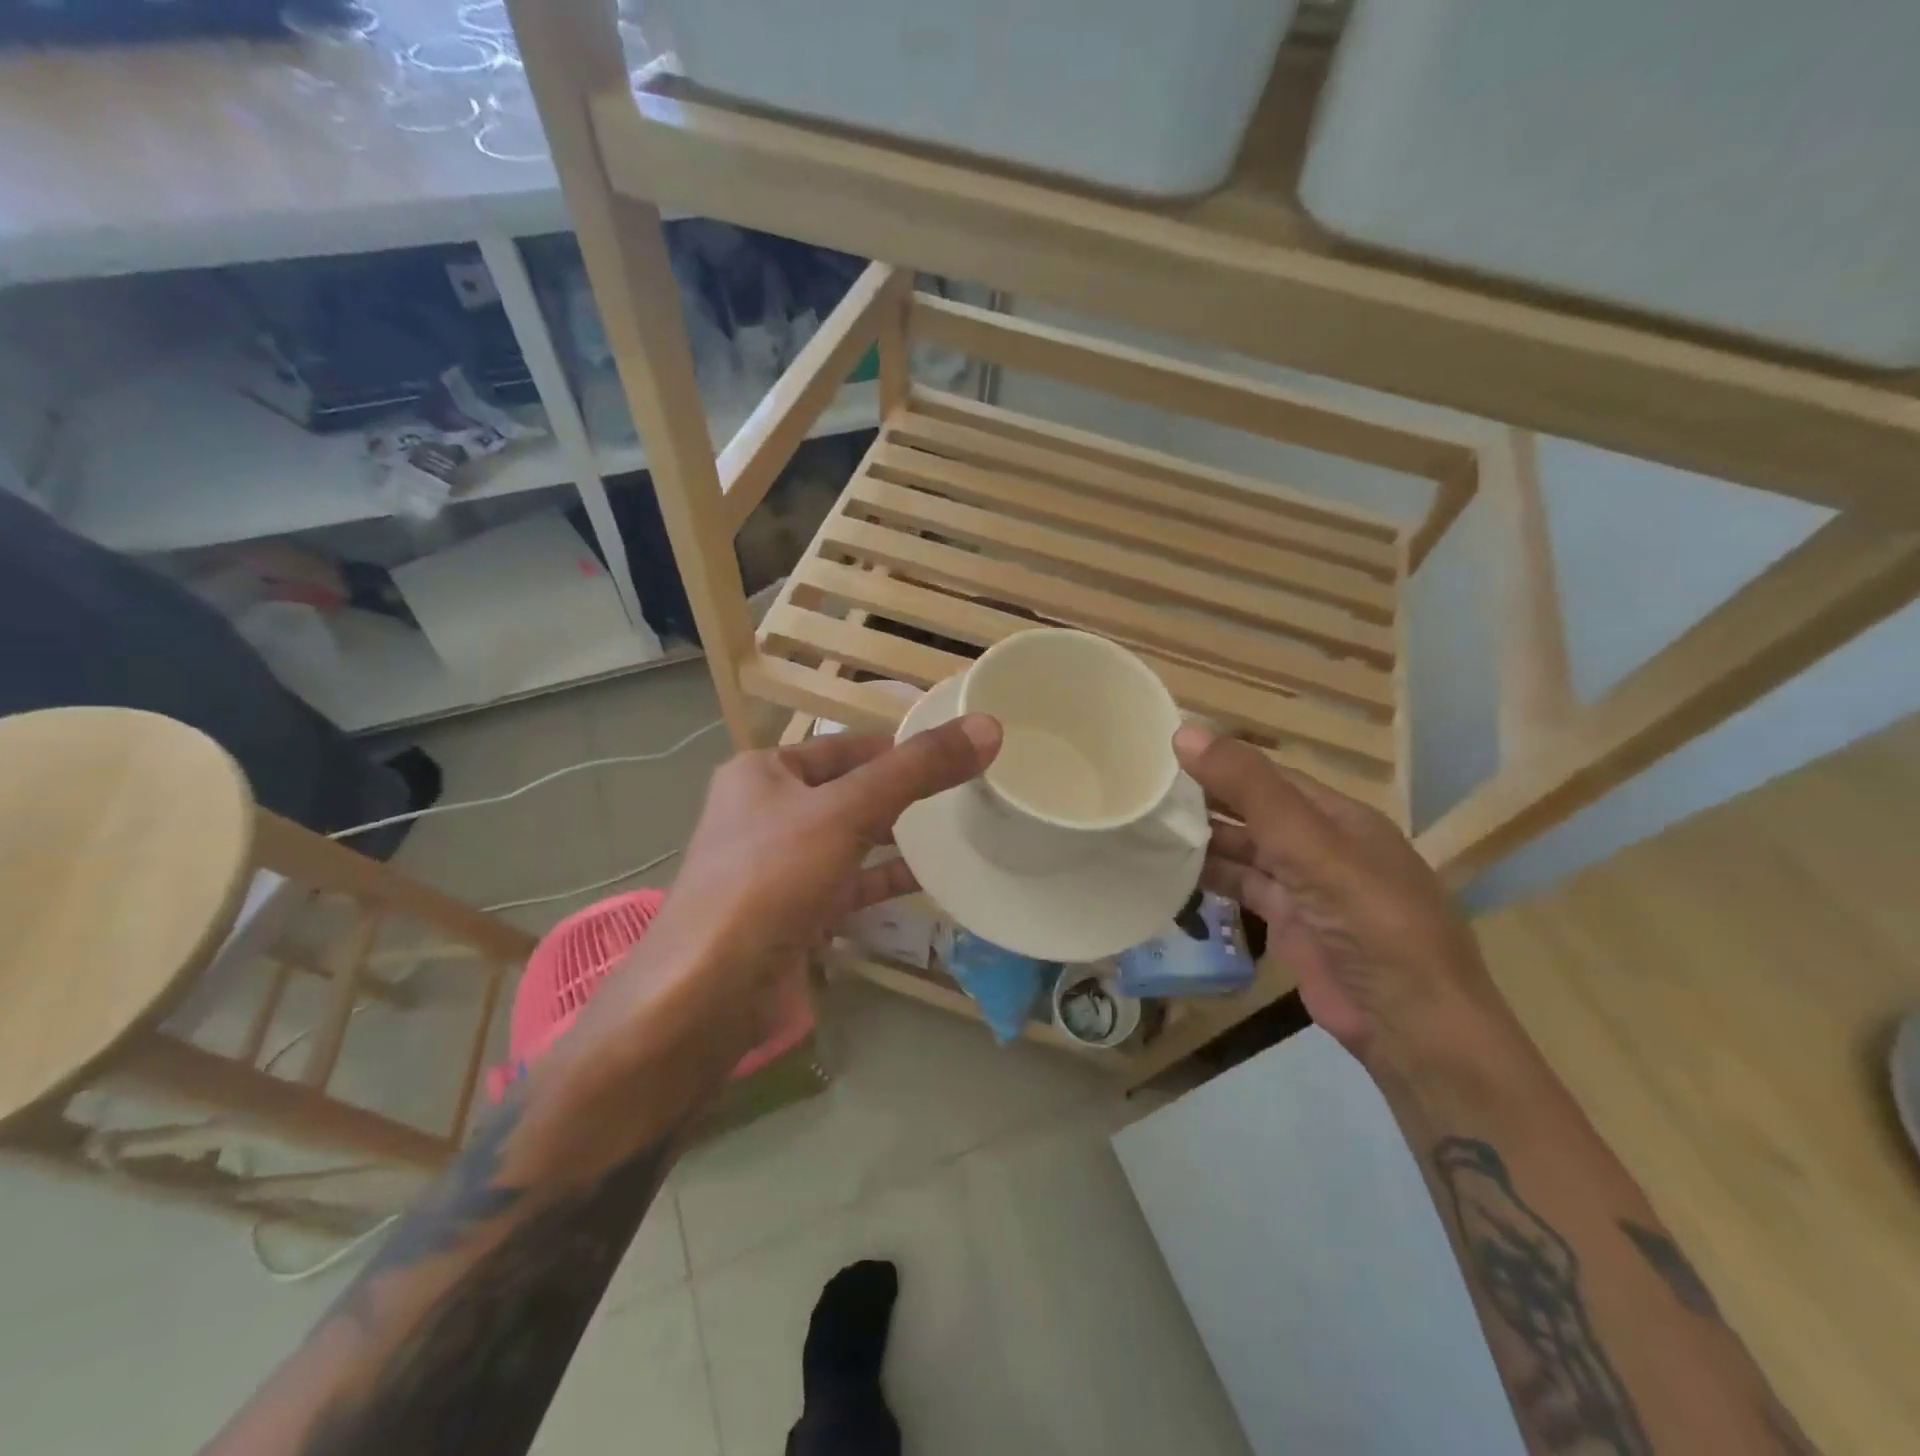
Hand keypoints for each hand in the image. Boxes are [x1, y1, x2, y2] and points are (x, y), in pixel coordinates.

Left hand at [569, 714, 1001, 1066]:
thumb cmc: (769, 881)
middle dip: (902, 794)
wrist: (706, 993)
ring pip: (849, 840)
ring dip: (896, 838)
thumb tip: (986, 727)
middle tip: (965, 792)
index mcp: (764, 772)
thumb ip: (916, 771)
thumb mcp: (846, 813)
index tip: (954, 754)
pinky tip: (927, 881)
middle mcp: (766, 812)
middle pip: (849, 792)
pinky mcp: (791, 912)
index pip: (845, 746)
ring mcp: (777, 866)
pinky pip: (847, 885)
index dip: (898, 748)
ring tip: (955, 832)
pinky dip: (882, 880)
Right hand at [1173, 724, 1500, 1064]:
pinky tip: (1170, 869)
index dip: (1219, 762)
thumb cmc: (1369, 921)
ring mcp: (1304, 886)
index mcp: (1337, 816)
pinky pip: (1242, 889)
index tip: (1160, 754)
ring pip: (1244, 851)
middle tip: (1139, 790)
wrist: (1408, 1024)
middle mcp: (1320, 845)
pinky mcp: (1288, 924)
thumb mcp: (1309, 845)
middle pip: (1252, 812)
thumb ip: (1250, 791)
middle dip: (1204, 801)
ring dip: (1202, 840)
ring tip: (1144, 825)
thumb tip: (1185, 733)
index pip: (1268, 776)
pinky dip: (1210, 879)